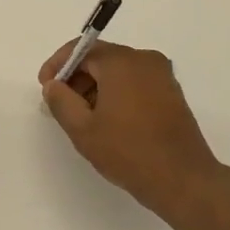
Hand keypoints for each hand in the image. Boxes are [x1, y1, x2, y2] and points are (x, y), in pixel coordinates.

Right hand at [39, 40, 223, 217]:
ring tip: (83, 117)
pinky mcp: (171, 92)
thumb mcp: (83, 130)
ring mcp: (162, 75)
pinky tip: (109, 121)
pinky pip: (135, 82)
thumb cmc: (129, 152)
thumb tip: (53, 85)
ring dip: (96, 87)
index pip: (81, 49)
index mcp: (121, 61)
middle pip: (101, 58)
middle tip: (61, 105)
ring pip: (118, 71)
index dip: (58, 65)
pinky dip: (117, 93)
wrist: (183, 180)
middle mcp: (144, 60)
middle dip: (77, 78)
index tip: (45, 87)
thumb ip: (61, 101)